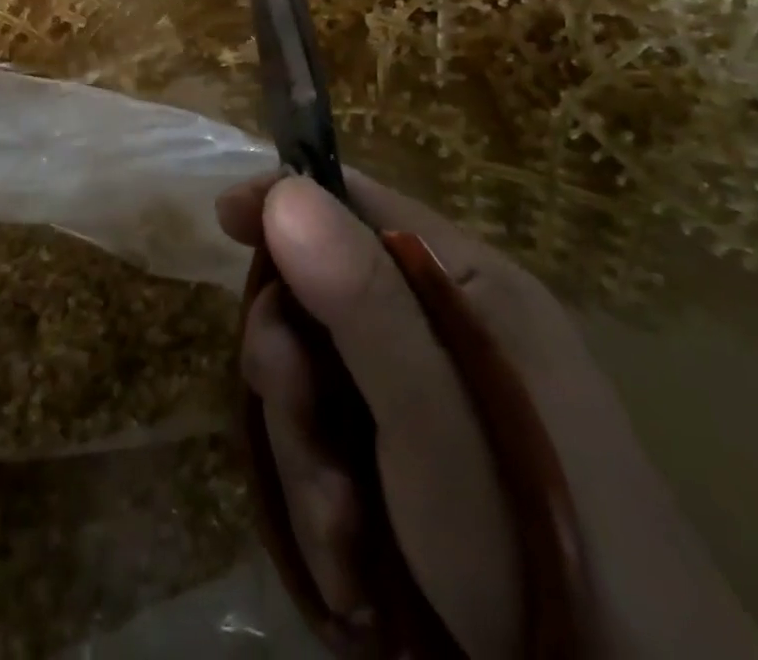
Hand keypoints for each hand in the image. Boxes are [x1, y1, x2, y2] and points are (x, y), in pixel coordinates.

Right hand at [217, 172, 757, 659]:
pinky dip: (326, 507)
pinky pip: (330, 454)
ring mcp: (422, 405)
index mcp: (465, 287)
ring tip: (342, 529)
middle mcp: (443, 333)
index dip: (286, 203)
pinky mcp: (406, 472)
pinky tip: (354, 568)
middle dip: (289, 358)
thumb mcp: (436, 416)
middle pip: (320, 299)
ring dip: (305, 453)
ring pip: (315, 386)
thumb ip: (363, 299)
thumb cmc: (532, 540)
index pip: (356, 204)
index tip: (225, 220)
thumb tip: (285, 190)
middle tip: (291, 403)